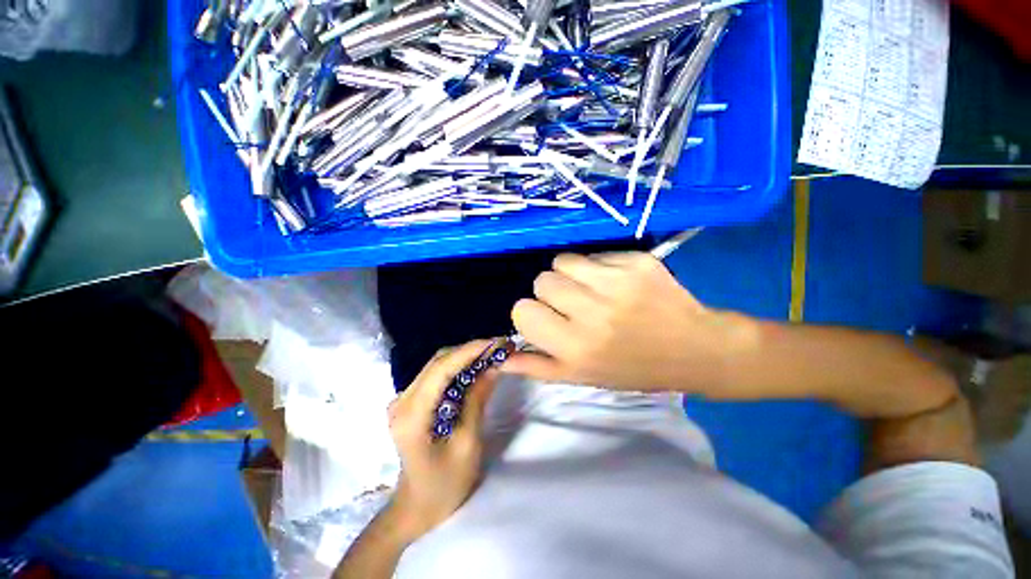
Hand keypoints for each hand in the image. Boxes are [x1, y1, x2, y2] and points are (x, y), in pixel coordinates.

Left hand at [386, 340, 498, 542]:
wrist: (417, 507)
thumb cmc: (444, 485)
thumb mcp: (467, 443)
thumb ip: (477, 400)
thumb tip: (493, 366)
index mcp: (412, 414)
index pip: (441, 368)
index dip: (470, 350)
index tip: (496, 342)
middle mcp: (402, 400)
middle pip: (438, 361)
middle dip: (470, 351)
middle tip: (499, 348)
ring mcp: (403, 400)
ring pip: (437, 365)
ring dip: (465, 357)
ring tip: (492, 354)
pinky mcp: (410, 401)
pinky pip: (437, 375)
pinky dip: (458, 368)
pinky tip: (476, 368)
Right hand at [506, 252, 751, 392]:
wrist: (695, 350)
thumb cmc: (634, 369)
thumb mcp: (582, 377)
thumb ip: (538, 367)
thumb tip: (501, 358)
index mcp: (576, 347)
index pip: (523, 310)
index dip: (531, 312)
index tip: (547, 318)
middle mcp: (592, 313)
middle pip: (542, 281)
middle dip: (551, 292)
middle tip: (573, 305)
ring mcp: (616, 283)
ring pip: (563, 261)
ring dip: (569, 275)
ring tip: (590, 290)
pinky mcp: (636, 262)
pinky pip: (594, 255)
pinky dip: (596, 267)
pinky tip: (615, 283)